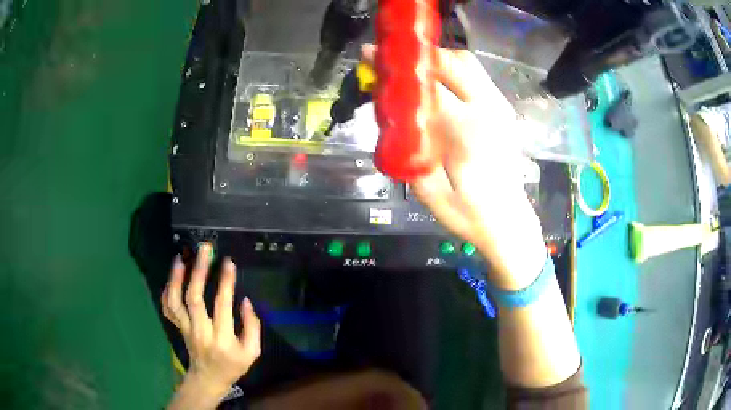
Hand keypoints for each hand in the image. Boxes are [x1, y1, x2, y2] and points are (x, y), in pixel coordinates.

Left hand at [162, 243, 260, 400]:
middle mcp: (200, 331)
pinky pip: (167, 308)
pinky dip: (166, 291)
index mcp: (222, 338)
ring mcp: (185, 329)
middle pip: (194, 298)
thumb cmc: (232, 365)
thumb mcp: (252, 353)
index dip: (225, 282)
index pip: (222, 305)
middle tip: (204, 250)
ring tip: (181, 258)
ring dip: (176, 278)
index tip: (228, 262)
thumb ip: (252, 327)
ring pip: (176, 301)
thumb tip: (246, 301)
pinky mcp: (178, 327)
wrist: (208, 379)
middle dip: (199, 271)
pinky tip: (171, 278)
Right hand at [363, 45, 545, 288]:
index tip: (374, 60)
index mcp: (469, 131)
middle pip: (453, 62)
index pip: (429, 86)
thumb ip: (410, 154)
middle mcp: (488, 110)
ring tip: (415, 74)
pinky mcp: (504, 111)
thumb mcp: (431, 192)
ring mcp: (500, 108)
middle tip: (394, 65)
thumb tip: (390, 122)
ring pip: (468, 64)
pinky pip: (477, 77)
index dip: (398, 70)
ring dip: (438, 62)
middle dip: (420, 57)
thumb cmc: (469, 215)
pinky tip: (439, 88)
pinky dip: (454, 72)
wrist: (509, 222)